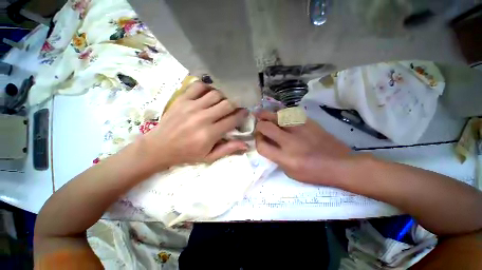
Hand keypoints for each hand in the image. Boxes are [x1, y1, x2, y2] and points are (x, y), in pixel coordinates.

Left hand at [139, 82, 248, 170]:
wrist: (159, 147)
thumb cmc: (187, 154)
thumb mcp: (209, 157)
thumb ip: (228, 149)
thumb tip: (246, 145)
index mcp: (210, 133)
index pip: (233, 119)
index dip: (242, 115)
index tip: (245, 112)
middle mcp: (203, 118)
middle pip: (227, 104)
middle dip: (235, 104)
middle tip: (236, 107)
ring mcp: (191, 106)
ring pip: (215, 94)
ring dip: (223, 96)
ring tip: (223, 101)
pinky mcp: (182, 99)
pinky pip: (198, 86)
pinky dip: (207, 87)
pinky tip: (209, 93)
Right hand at [255, 110, 351, 185]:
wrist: (340, 164)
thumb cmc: (314, 173)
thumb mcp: (290, 173)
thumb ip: (277, 158)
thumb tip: (269, 144)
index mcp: (285, 158)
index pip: (261, 146)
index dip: (257, 141)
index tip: (259, 139)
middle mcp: (289, 141)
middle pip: (266, 127)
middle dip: (259, 125)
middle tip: (258, 124)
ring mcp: (299, 129)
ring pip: (277, 116)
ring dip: (267, 114)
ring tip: (263, 114)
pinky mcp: (308, 122)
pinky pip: (290, 113)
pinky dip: (281, 114)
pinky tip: (280, 115)